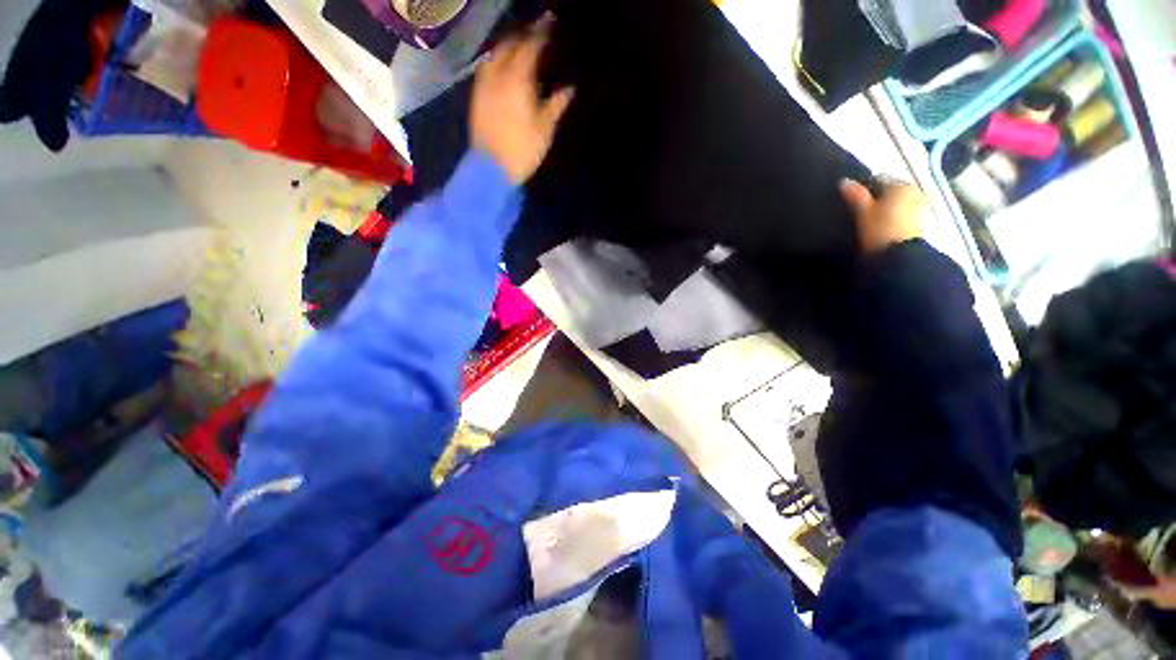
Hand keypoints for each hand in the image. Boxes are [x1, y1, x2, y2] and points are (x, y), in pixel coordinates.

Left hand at [470, 20, 574, 183]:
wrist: (491, 169)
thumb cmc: (522, 151)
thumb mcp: (544, 130)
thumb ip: (556, 106)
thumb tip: (569, 89)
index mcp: (518, 81)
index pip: (529, 48)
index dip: (540, 34)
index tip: (549, 24)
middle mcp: (498, 76)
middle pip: (509, 45)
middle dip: (522, 36)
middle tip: (535, 34)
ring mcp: (484, 85)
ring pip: (494, 55)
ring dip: (506, 46)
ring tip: (518, 47)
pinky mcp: (476, 97)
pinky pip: (485, 69)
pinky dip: (495, 61)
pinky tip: (501, 66)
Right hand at [839, 179, 927, 254]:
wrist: (901, 256)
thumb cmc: (881, 230)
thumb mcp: (863, 212)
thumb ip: (856, 195)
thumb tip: (844, 181)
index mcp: (901, 184)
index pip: (879, 179)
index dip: (865, 187)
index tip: (854, 198)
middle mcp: (915, 191)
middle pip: (892, 190)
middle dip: (880, 197)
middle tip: (863, 210)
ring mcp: (921, 206)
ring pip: (900, 202)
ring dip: (888, 207)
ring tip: (872, 220)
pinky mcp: (923, 222)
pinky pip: (905, 213)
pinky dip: (896, 216)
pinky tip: (885, 227)